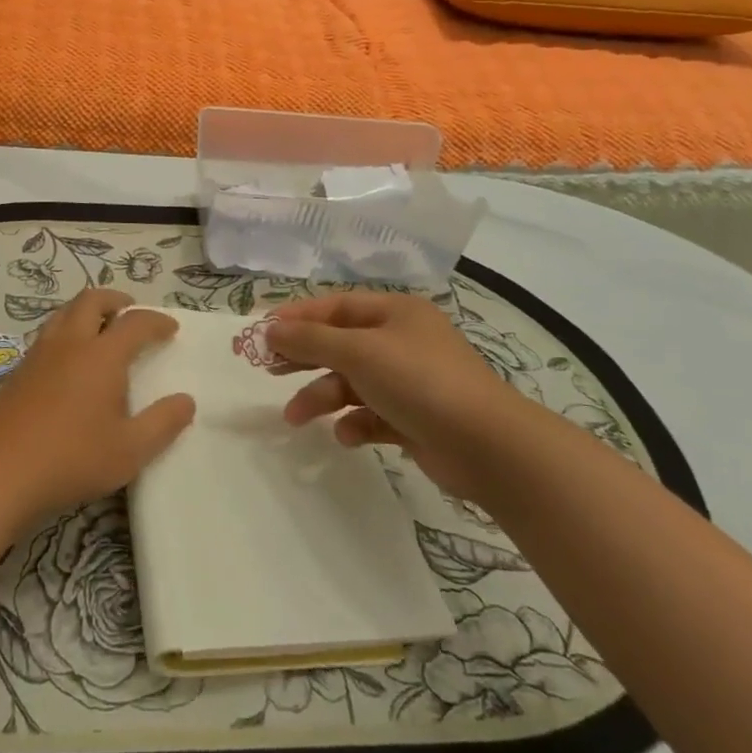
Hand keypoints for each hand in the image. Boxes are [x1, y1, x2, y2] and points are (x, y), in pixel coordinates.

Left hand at [0, 289, 194, 521]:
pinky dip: (67, 331)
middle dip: (116, 300)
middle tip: (131, 311)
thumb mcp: (129, 451)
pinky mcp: (18, 371)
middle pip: (92, 301)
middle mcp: (70, 343)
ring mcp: (39, 354)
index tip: (171, 328)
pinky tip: (70, 361)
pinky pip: (48, 334)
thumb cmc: (71, 458)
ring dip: (87, 310)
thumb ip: (162, 424)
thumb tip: (186, 401)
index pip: (135, 323)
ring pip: (65, 313)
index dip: (156, 321)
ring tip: (101, 328)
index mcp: (101, 355)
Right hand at [266, 292, 528, 500]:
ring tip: (296, 418)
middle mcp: (402, 341)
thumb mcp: (358, 351)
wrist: (488, 446)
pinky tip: (347, 435)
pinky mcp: (415, 419)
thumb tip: (271, 329)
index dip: (298, 317)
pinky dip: (355, 423)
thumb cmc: (419, 381)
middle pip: (341, 343)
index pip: (336, 307)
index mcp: (395, 313)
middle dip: (305, 357)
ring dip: (323, 396)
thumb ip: (310, 339)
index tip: (263, 333)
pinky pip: (373, 415)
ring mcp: (411, 382)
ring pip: (353, 382)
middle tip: (269, 370)